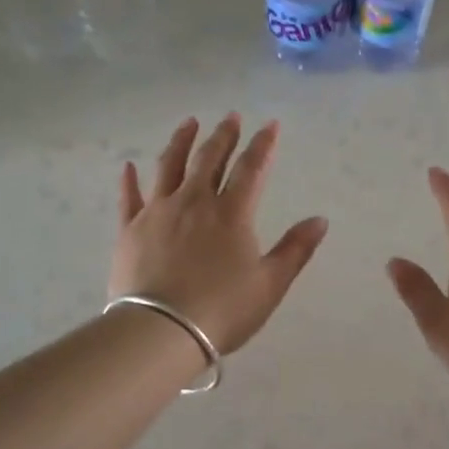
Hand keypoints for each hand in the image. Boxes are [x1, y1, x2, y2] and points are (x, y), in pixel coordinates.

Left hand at [111, 115, 328, 355]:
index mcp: (231, 213)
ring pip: (169, 166)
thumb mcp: (270, 284)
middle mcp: (194, 202)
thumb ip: (295, 249)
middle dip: (223, 135)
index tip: (270, 124)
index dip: (262, 144)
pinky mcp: (130, 229)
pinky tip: (128, 166)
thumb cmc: (222, 310)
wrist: (160, 331)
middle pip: (209, 159)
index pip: (251, 168)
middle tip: (230, 117)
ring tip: (189, 123)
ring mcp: (158, 212)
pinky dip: (130, 180)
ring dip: (181, 142)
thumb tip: (320, 220)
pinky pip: (129, 197)